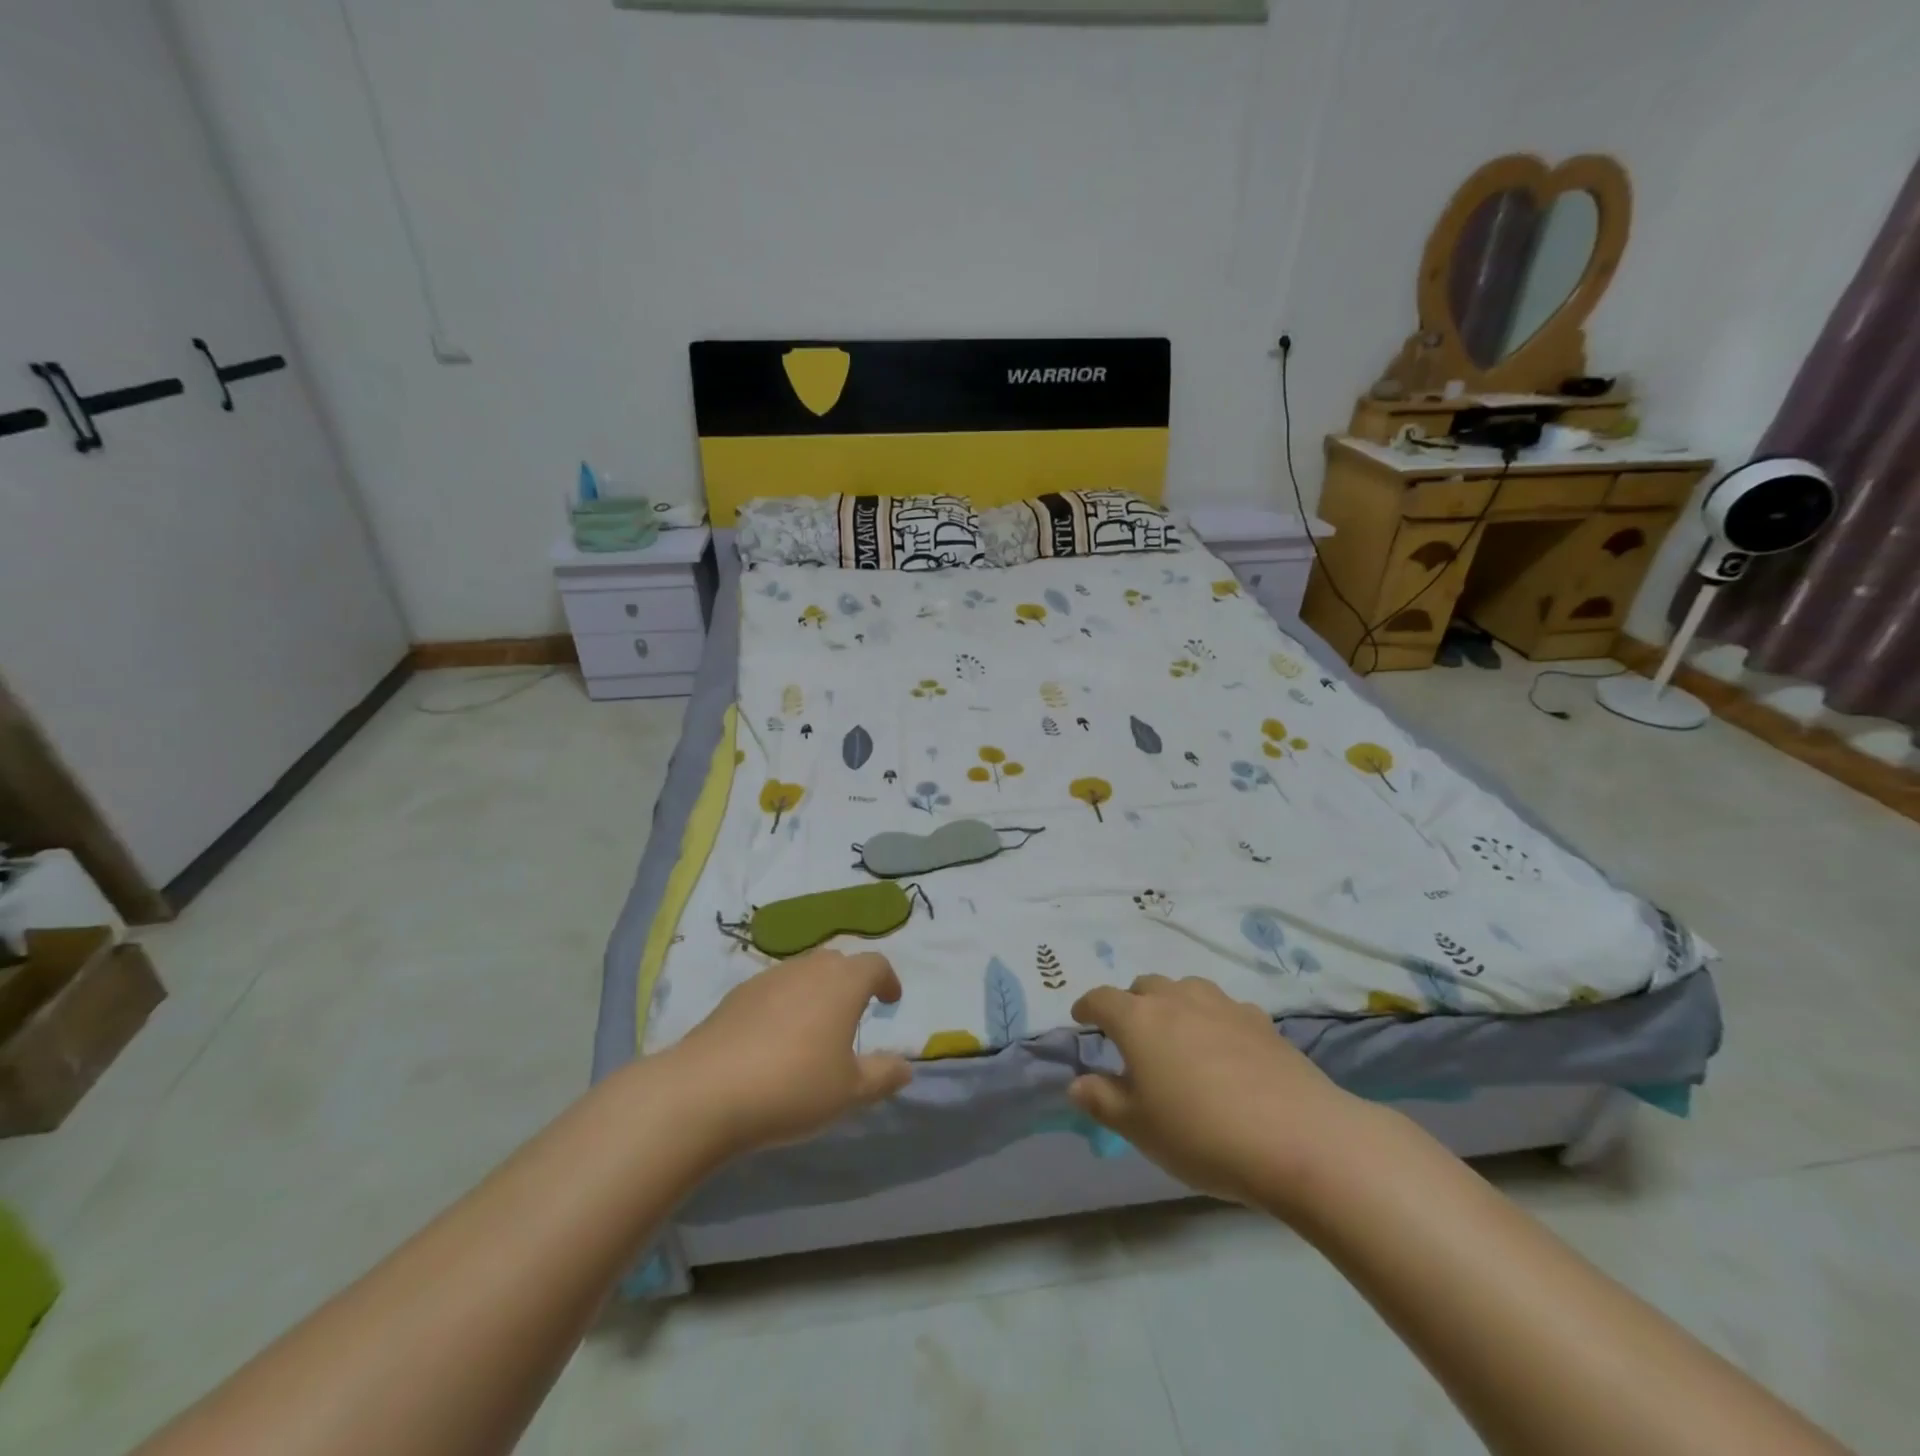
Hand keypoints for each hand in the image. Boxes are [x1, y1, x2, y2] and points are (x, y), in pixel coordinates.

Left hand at [666, 949, 912, 1157]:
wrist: (705, 1091)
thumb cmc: (792, 1087)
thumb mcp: (849, 1092)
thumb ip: (882, 1076)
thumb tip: (904, 1066)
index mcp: (843, 983)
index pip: (875, 964)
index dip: (887, 979)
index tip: (890, 1001)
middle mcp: (807, 968)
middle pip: (837, 962)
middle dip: (851, 981)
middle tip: (855, 1011)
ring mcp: (768, 978)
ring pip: (803, 972)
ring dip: (816, 991)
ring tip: (815, 1026)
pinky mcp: (735, 996)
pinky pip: (773, 989)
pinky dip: (785, 1003)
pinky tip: (775, 1039)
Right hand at [1069, 974, 1365, 1207]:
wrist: (1300, 1138)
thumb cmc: (1203, 1135)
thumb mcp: (1140, 1129)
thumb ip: (1103, 1101)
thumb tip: (1077, 1083)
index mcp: (1139, 1020)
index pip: (1102, 999)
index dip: (1087, 1007)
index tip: (1081, 1019)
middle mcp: (1177, 999)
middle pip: (1144, 987)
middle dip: (1131, 1004)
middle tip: (1130, 1036)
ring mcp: (1222, 1005)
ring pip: (1185, 990)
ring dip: (1172, 1005)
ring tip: (1176, 1036)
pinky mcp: (1260, 1020)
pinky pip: (1223, 1009)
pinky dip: (1212, 1019)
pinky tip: (1223, 1048)